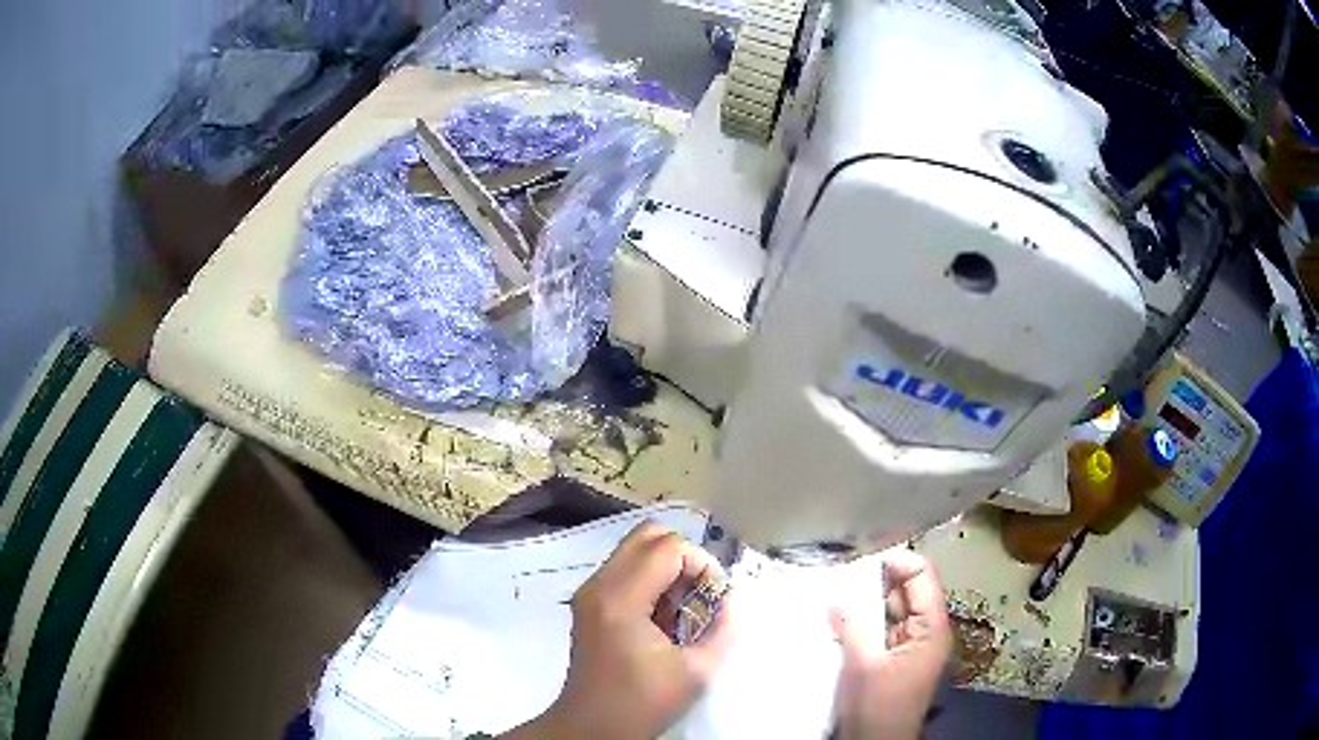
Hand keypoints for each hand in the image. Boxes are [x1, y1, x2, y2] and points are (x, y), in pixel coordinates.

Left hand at [504, 523, 733, 739]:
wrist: (591, 728)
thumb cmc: (641, 704)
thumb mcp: (696, 672)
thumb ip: (724, 629)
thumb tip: (733, 600)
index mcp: (620, 599)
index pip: (669, 548)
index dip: (703, 564)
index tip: (716, 598)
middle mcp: (598, 585)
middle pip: (648, 536)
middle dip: (685, 558)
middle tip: (701, 595)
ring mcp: (589, 593)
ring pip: (635, 551)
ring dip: (668, 570)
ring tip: (684, 610)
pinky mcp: (589, 605)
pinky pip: (625, 571)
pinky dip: (652, 582)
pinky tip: (664, 620)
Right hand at [831, 549, 951, 739]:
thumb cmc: (878, 706)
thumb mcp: (864, 666)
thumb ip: (853, 627)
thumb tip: (835, 596)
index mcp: (931, 628)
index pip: (922, 577)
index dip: (898, 562)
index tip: (862, 556)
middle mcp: (925, 631)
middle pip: (907, 590)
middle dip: (877, 579)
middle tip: (841, 569)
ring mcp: (909, 645)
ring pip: (891, 609)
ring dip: (867, 599)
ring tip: (834, 586)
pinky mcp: (893, 657)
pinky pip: (881, 628)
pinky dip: (863, 619)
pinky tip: (838, 614)